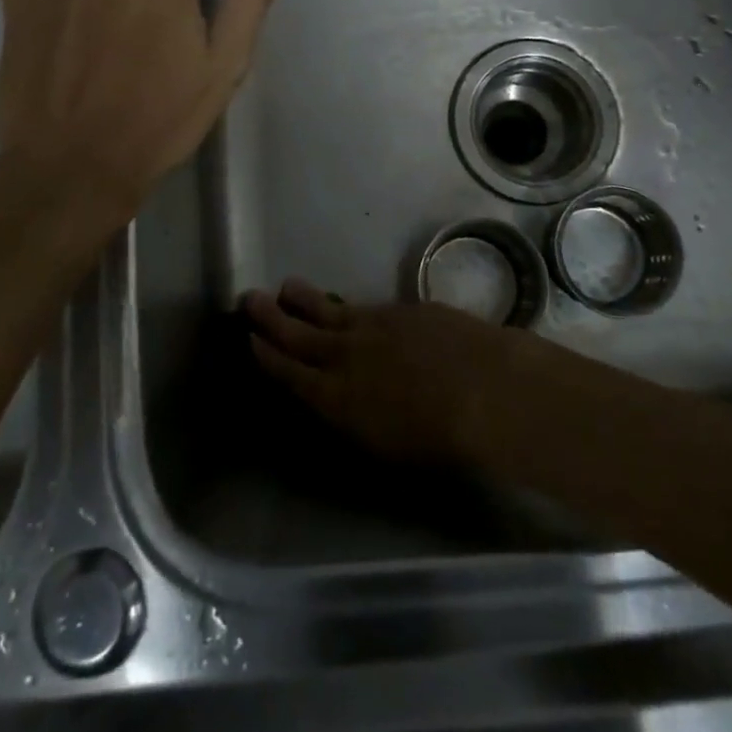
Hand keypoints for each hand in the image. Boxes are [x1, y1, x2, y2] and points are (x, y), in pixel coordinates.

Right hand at [241, 280, 517, 463]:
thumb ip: (355, 416)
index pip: (291, 372)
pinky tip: (343, 306)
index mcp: (336, 398)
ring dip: (303, 300)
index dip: (268, 356)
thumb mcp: (384, 444)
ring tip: (286, 287)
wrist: (482, 388)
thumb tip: (342, 400)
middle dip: (271, 317)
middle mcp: (345, 356)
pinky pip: (361, 306)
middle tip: (249, 298)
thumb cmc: (438, 437)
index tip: (250, 339)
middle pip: (299, 334)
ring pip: (327, 310)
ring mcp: (371, 326)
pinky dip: (345, 306)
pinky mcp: (398, 310)